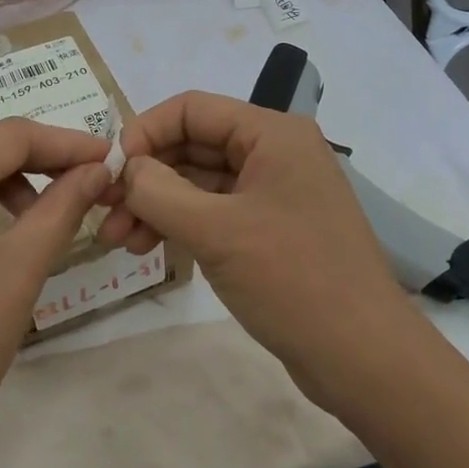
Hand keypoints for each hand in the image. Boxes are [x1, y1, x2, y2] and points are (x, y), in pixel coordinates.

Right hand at [97, 91, 414, 405]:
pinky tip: (149, 247)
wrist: (364, 358)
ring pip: (199, 182)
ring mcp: (274, 193)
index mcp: (272, 133)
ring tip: (119, 242)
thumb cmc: (292, 279)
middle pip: (192, 145)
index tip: (108, 172)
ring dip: (156, 205)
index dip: (143, 133)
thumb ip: (158, 191)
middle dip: (145, 177)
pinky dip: (180, 224)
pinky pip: (214, 212)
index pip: (191, 109)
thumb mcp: (215, 231)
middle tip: (104, 214)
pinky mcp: (271, 230)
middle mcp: (274, 153)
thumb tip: (125, 170)